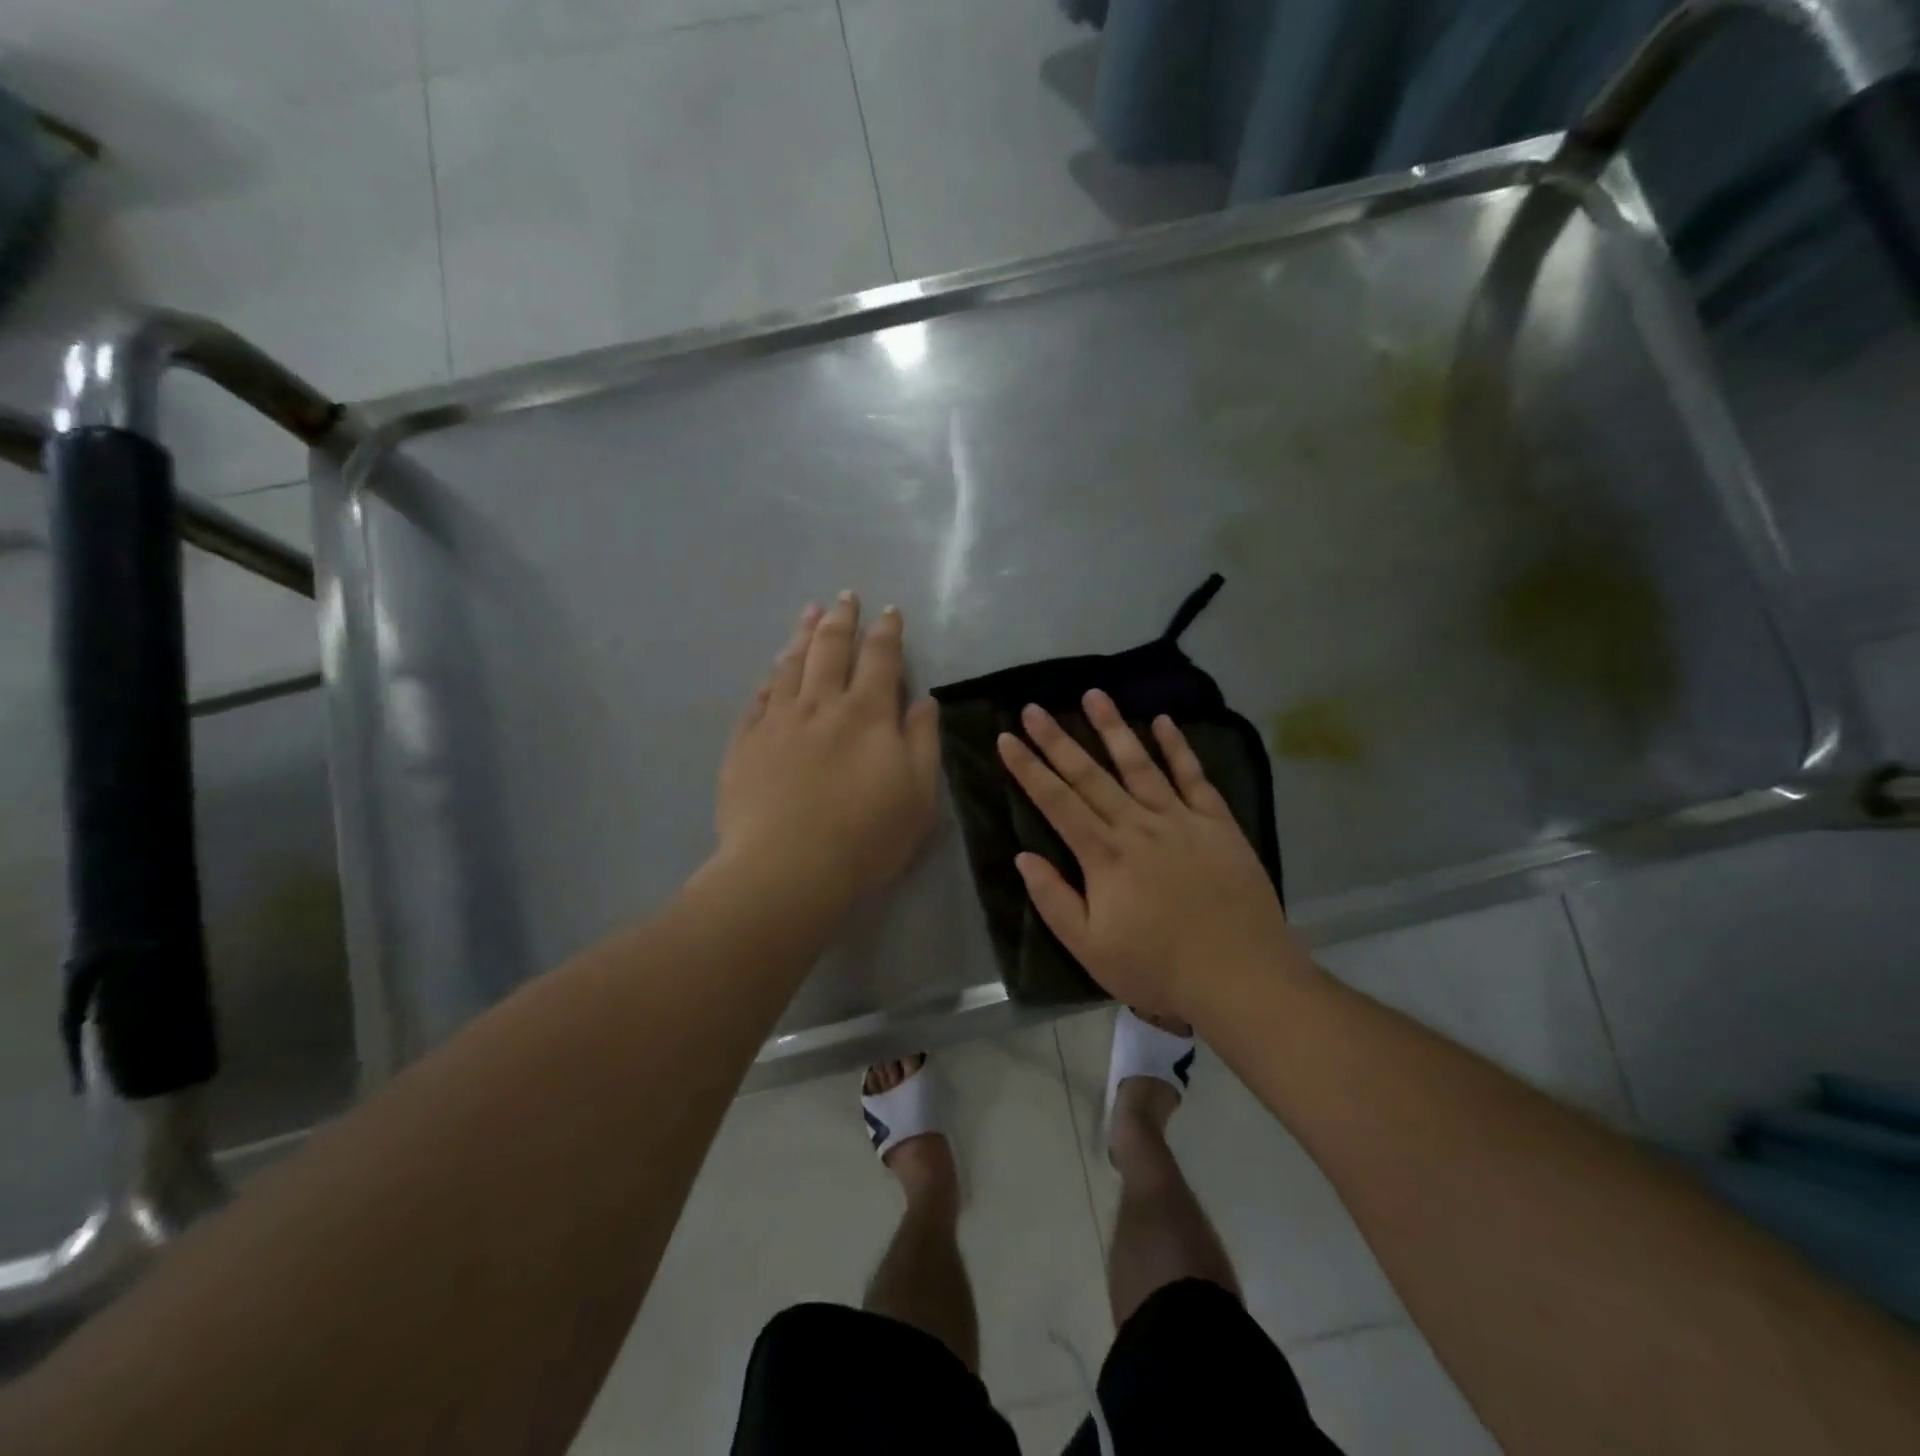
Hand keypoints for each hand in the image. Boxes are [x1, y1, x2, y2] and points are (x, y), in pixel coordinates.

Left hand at [717, 594, 940, 907]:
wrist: (786, 870)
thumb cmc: (866, 837)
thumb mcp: (919, 795)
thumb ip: (922, 741)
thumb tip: (922, 700)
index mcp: (867, 714)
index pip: (880, 659)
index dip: (887, 632)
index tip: (890, 612)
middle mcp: (820, 705)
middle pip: (830, 649)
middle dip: (841, 619)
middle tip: (845, 597)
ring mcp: (777, 722)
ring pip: (790, 666)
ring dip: (802, 635)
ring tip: (809, 612)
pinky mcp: (745, 745)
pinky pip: (757, 699)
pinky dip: (769, 678)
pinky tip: (772, 671)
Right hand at [997, 689, 1298, 1020]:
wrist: (1240, 976)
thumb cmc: (1158, 968)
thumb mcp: (1090, 948)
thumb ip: (1054, 900)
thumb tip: (1023, 857)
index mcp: (1104, 856)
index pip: (1056, 802)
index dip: (1029, 769)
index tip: (1007, 738)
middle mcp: (1137, 826)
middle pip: (1090, 775)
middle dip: (1057, 740)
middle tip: (1033, 707)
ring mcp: (1180, 820)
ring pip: (1139, 764)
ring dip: (1113, 728)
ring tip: (1093, 694)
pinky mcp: (1217, 823)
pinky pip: (1193, 777)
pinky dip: (1177, 748)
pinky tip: (1162, 722)